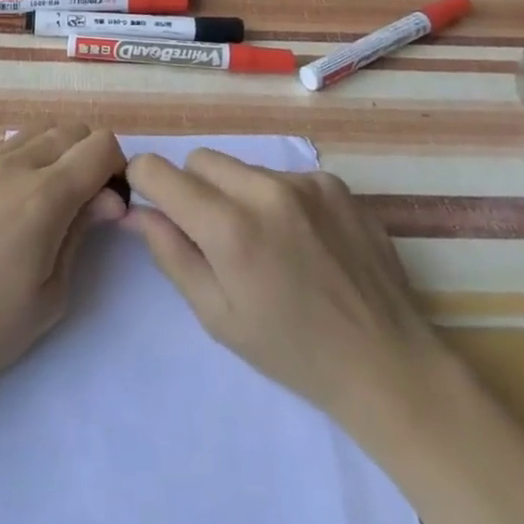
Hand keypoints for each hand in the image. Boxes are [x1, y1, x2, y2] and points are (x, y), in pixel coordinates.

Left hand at [0, 124, 126, 408]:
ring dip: (56, 152)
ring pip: (37, 131)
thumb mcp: (50, 297)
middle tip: (85, 203)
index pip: (101, 145)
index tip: (111, 203)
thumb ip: (82, 234)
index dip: (117, 168)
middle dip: (90, 157)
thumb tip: (109, 199)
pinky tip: (10, 199)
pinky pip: (3, 144)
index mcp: (45, 195)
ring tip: (47, 199)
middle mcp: (14, 164)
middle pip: (72, 130)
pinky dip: (23, 156)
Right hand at [124, 149, 439, 427]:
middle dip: (194, 189)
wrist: (386, 363)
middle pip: (200, 160)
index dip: (145, 182)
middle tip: (215, 237)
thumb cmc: (291, 350)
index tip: (152, 205)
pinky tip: (304, 241)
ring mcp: (305, 182)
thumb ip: (170, 253)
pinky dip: (279, 200)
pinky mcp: (335, 183)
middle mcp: (264, 190)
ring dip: (238, 194)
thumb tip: (136, 211)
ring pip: (243, 168)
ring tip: (268, 243)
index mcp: (229, 227)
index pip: (158, 170)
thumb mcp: (217, 315)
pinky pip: (285, 176)